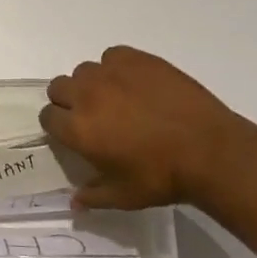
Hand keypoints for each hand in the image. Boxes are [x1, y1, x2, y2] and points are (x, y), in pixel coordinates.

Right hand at [41, 46, 256, 210]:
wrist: (209, 150)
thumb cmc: (162, 177)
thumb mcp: (124, 196)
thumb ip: (93, 196)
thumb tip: (74, 201)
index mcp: (78, 129)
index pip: (47, 117)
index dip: (58, 125)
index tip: (73, 133)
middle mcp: (86, 95)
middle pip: (58, 87)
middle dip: (68, 100)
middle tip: (92, 116)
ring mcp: (111, 73)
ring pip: (85, 71)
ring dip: (92, 84)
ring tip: (116, 99)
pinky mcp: (136, 59)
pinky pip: (112, 56)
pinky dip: (117, 68)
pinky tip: (135, 84)